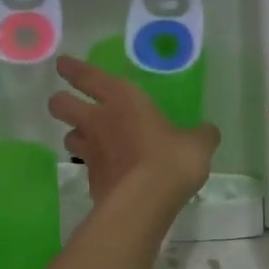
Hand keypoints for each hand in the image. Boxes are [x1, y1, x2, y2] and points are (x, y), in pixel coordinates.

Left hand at [49, 57, 219, 208]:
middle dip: (61, 102)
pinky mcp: (91, 181)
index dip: (73, 69)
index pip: (88, 76)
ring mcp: (91, 153)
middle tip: (68, 104)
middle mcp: (99, 121)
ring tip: (90, 142)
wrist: (143, 203)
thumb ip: (201, 135)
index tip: (63, 65)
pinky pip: (87, 168)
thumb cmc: (170, 160)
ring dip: (76, 136)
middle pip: (61, 105)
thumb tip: (207, 131)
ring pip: (69, 137)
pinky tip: (110, 174)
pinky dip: (95, 168)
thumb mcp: (198, 144)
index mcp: (123, 100)